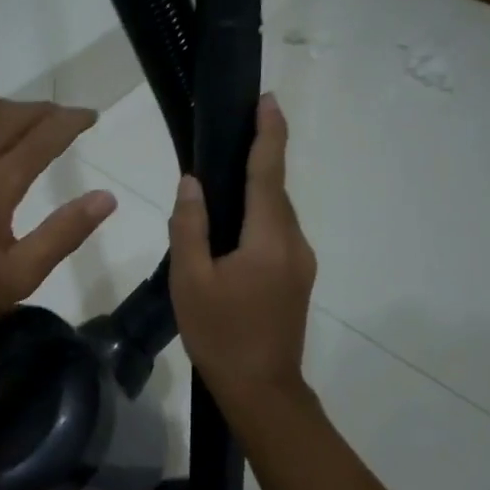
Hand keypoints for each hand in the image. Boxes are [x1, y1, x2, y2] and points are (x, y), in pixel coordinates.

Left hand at [0, 96, 116, 347]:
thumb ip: (64, 233)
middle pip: (14, 114)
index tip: (91, 115)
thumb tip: (106, 198)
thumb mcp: (18, 276)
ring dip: (10, 109)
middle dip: (45, 111)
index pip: (46, 134)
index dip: (73, 121)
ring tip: (26, 122)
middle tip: (64, 118)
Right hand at [169, 93, 314, 407]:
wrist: (261, 389)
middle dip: (259, 158)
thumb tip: (192, 183)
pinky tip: (231, 231)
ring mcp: (301, 262)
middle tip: (228, 137)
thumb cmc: (220, 334)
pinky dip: (257, 219)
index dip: (269, 134)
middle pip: (274, 191)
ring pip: (276, 214)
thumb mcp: (190, 280)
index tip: (267, 100)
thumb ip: (189, 227)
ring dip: (255, 193)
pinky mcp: (298, 278)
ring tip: (220, 186)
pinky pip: (277, 234)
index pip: (269, 173)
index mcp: (268, 239)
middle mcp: (293, 243)